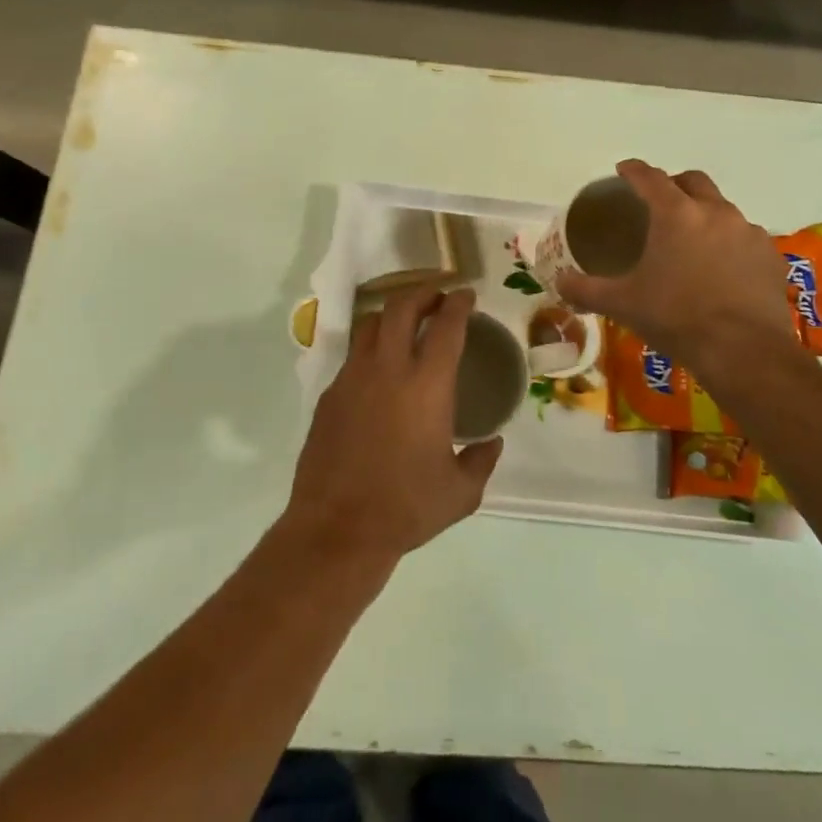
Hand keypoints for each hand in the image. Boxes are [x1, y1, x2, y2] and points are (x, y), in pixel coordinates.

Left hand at [284, 286, 502, 562]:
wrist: (337, 528)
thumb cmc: (406, 508)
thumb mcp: (460, 493)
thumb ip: (481, 461)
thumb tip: (492, 443)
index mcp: (428, 385)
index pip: (446, 326)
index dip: (458, 304)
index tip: (465, 295)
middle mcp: (389, 369)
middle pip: (401, 308)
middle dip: (422, 294)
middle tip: (436, 297)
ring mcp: (353, 378)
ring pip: (370, 324)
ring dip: (391, 315)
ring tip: (405, 323)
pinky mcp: (329, 394)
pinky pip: (352, 357)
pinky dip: (370, 350)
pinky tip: (378, 372)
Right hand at [556, 160, 801, 381]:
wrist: (743, 352)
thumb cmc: (675, 318)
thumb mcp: (622, 304)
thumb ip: (586, 289)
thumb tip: (558, 282)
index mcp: (676, 214)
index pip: (650, 177)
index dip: (634, 170)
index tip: (623, 169)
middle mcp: (715, 212)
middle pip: (693, 181)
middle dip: (674, 184)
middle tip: (659, 201)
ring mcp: (749, 233)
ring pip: (723, 209)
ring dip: (705, 214)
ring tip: (692, 240)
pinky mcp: (771, 257)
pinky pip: (746, 238)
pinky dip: (730, 243)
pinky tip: (722, 267)